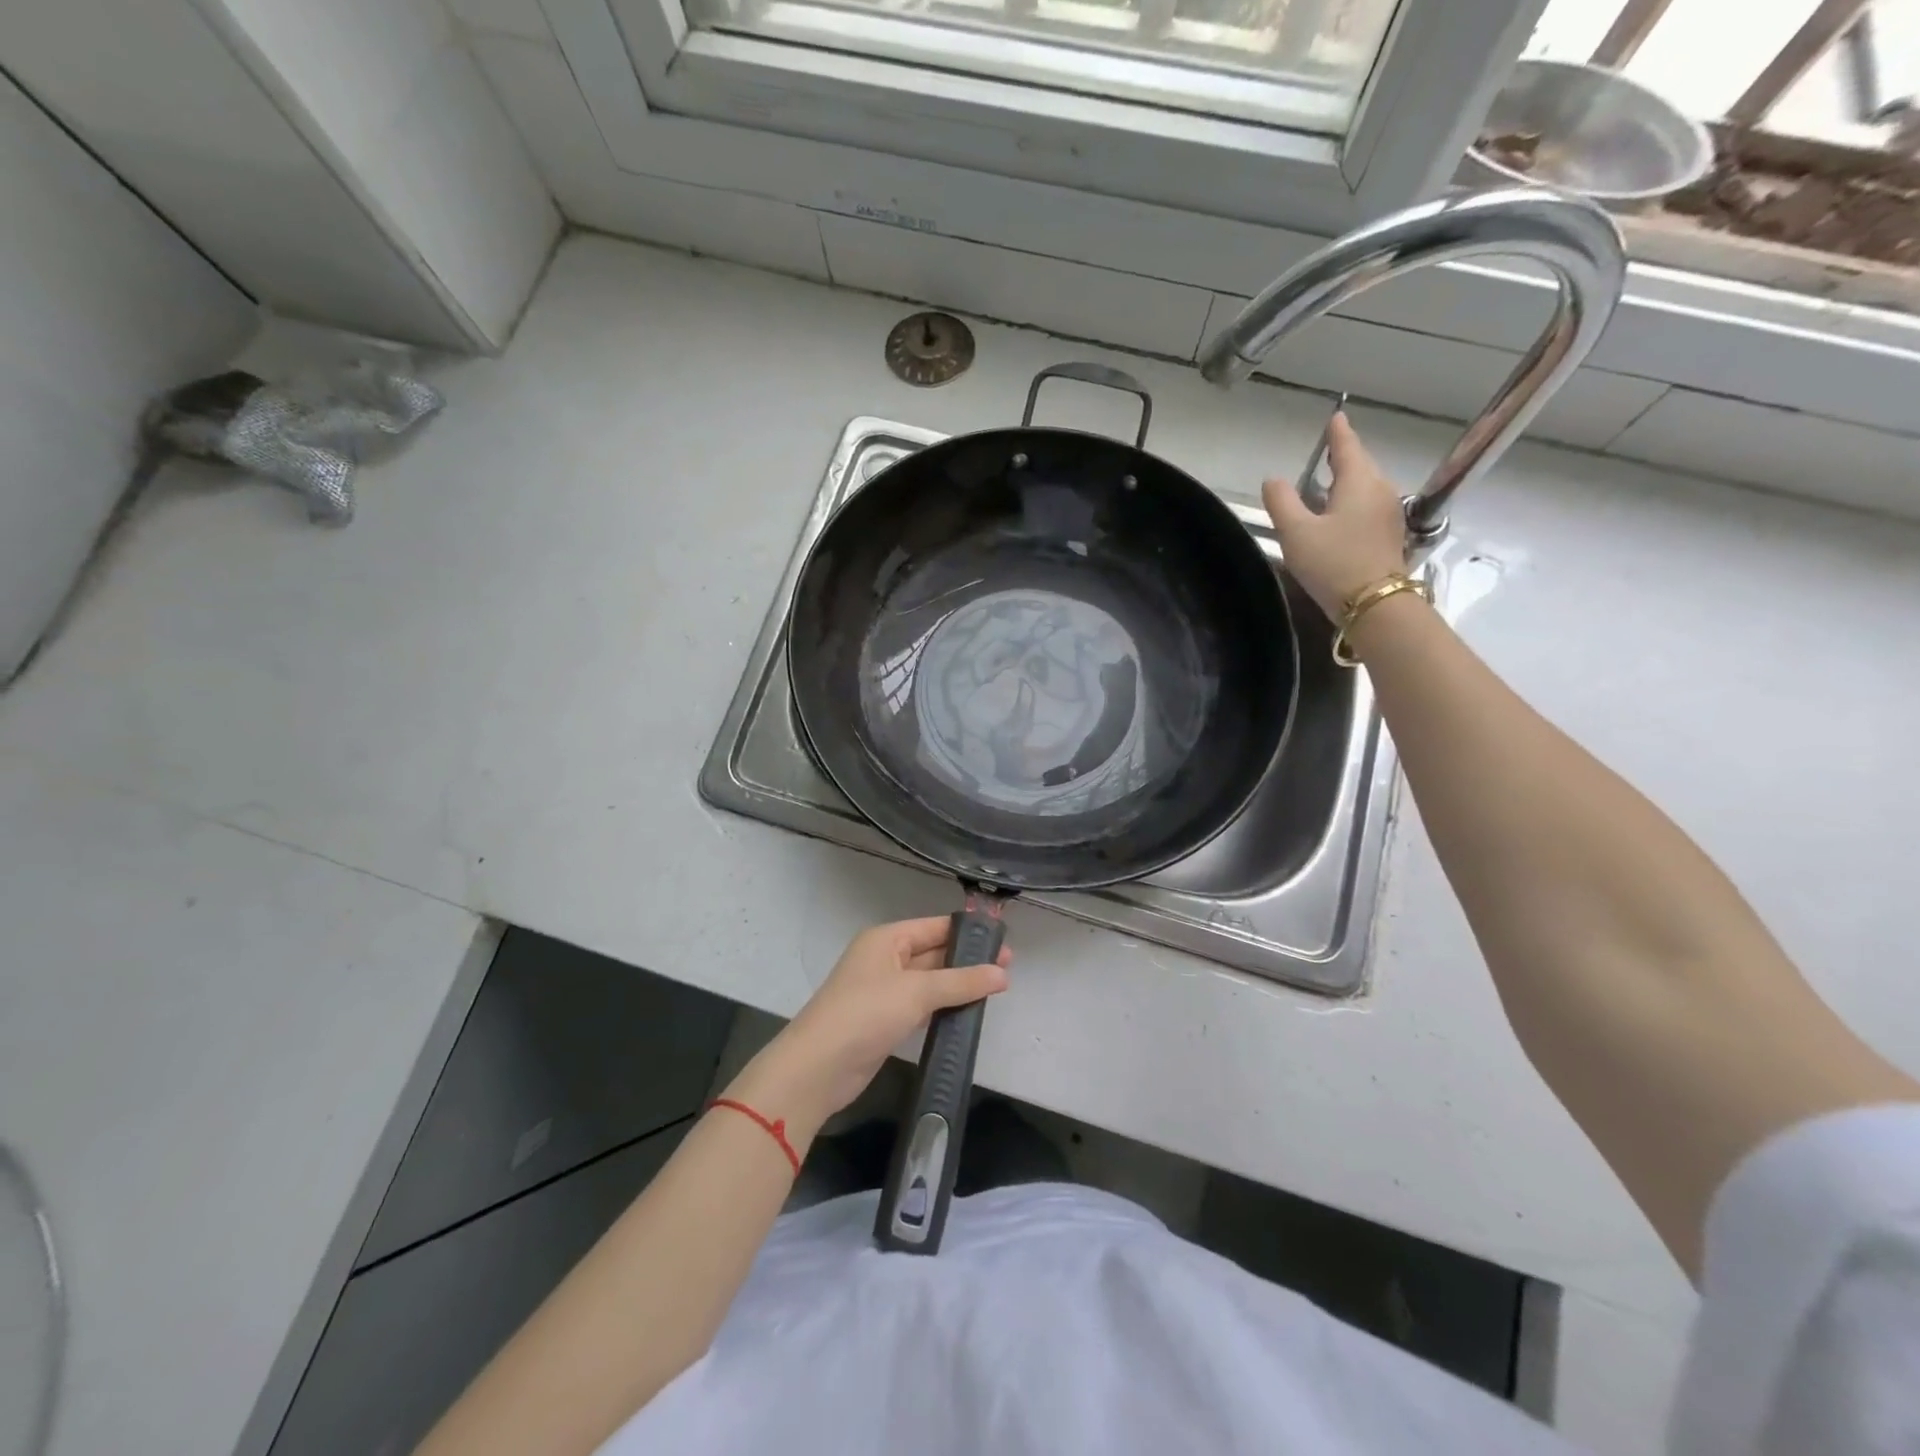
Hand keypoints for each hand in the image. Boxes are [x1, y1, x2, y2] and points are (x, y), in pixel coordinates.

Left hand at [731, 918, 1011, 1131]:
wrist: (817, 1068)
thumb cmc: (865, 1014)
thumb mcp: (916, 992)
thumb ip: (960, 982)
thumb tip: (1003, 973)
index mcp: (886, 939)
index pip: (934, 926)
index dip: (969, 933)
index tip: (1003, 942)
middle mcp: (884, 959)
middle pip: (933, 952)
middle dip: (967, 960)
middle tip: (1008, 969)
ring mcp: (883, 991)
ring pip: (928, 981)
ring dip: (957, 985)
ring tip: (996, 989)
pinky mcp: (884, 1021)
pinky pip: (921, 1006)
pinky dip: (942, 1007)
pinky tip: (967, 1013)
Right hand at [1263, 412, 1409, 620]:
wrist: (1373, 604)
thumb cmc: (1333, 563)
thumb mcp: (1297, 533)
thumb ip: (1282, 502)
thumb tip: (1272, 480)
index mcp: (1359, 482)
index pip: (1348, 447)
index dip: (1339, 432)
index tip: (1336, 416)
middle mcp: (1380, 490)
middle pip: (1361, 465)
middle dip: (1345, 455)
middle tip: (1329, 449)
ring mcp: (1389, 513)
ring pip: (1367, 485)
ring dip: (1350, 480)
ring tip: (1330, 480)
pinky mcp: (1390, 535)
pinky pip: (1370, 505)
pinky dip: (1355, 500)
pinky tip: (1342, 512)